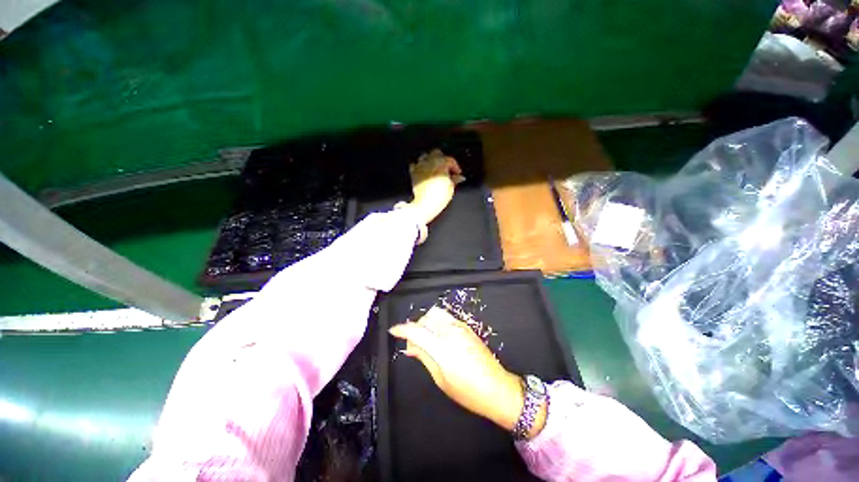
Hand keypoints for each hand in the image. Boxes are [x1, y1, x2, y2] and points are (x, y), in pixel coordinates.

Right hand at [389, 306, 538, 433]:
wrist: (497, 388)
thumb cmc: (467, 391)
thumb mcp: (441, 379)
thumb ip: (424, 357)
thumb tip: (410, 346)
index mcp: (442, 347)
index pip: (416, 330)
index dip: (402, 329)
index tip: (393, 331)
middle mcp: (451, 332)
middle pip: (425, 319)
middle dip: (414, 328)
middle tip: (413, 345)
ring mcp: (460, 327)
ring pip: (435, 314)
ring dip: (426, 322)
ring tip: (426, 339)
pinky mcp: (466, 326)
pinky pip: (446, 317)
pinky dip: (436, 322)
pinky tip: (438, 336)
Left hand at [408, 149, 463, 225]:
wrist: (425, 204)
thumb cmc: (439, 196)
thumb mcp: (451, 187)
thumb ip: (455, 179)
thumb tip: (459, 177)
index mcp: (441, 163)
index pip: (451, 160)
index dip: (455, 167)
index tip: (457, 173)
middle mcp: (430, 162)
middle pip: (437, 153)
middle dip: (442, 159)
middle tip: (447, 169)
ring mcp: (420, 166)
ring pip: (425, 156)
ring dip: (430, 160)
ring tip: (435, 168)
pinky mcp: (413, 173)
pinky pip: (415, 165)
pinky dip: (419, 166)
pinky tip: (423, 172)